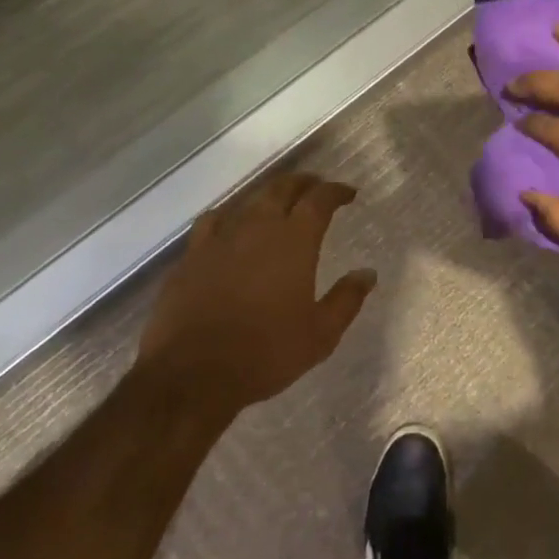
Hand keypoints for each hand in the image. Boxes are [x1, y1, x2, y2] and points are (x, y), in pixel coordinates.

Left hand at [135, 171, 374, 411]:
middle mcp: (257, 227)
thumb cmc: (265, 354)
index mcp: (294, 241)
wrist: (192, 376)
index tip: (348, 194)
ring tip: (278, 204)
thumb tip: (367, 273)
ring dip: (268, 196)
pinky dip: (229, 216)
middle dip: (303, 183)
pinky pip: (212, 221)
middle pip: (282, 188)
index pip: (319, 199)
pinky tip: (230, 227)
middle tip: (316, 188)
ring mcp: (219, 239)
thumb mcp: (320, 335)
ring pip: (248, 201)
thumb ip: (346, 299)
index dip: (336, 191)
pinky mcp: (191, 256)